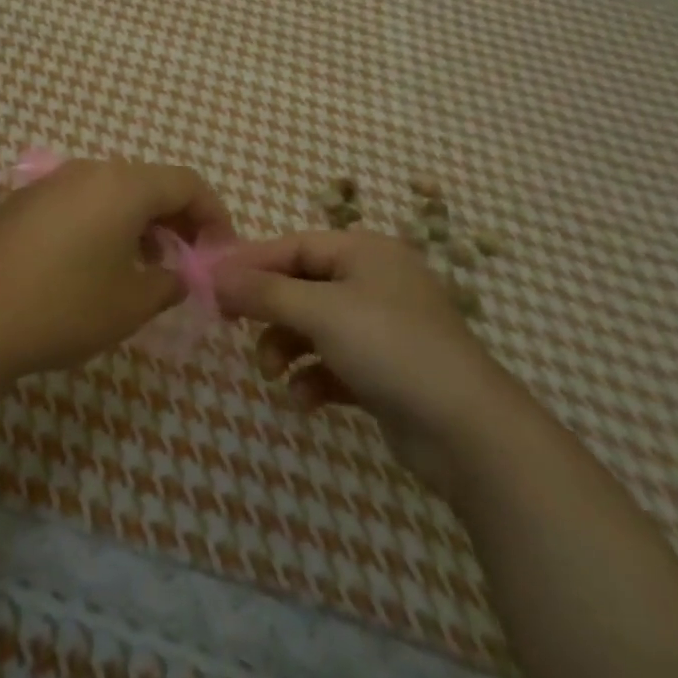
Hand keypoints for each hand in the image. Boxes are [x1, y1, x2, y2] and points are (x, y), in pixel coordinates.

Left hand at [0, 158, 233, 387]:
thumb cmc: (62, 308)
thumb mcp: (131, 304)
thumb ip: (168, 283)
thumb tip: (176, 274)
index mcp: (122, 185)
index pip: (186, 182)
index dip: (213, 214)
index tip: (220, 251)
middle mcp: (87, 171)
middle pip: (148, 183)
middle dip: (175, 219)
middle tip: (185, 262)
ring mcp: (48, 183)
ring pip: (110, 192)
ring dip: (137, 223)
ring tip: (141, 267)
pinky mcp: (20, 203)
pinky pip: (77, 202)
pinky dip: (100, 224)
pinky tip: (91, 265)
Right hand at [218, 230, 521, 493]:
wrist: (468, 432)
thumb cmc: (390, 348)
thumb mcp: (319, 311)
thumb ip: (263, 292)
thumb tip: (214, 276)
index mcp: (365, 252)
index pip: (293, 246)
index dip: (250, 263)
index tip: (210, 283)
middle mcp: (373, 282)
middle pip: (300, 287)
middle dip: (267, 312)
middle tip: (231, 329)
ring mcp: (381, 329)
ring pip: (312, 328)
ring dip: (285, 349)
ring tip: (272, 374)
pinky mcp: (383, 371)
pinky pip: (331, 364)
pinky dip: (312, 378)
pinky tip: (304, 401)